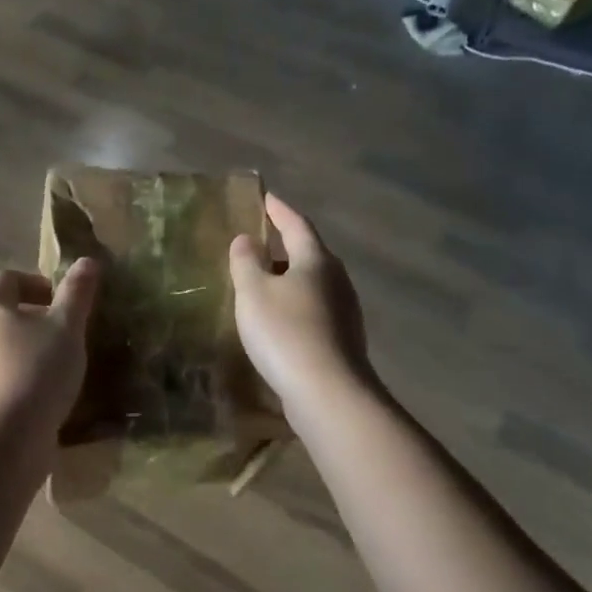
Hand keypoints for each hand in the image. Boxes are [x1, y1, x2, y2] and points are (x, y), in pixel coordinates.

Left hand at [0, 260, 99, 439]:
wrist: (9, 438)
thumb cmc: (38, 370)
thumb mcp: (66, 326)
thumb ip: (77, 292)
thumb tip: (87, 260)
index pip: (7, 278)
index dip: (38, 282)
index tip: (65, 301)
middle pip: (6, 310)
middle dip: (40, 315)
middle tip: (71, 329)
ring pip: (7, 343)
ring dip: (35, 345)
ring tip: (66, 359)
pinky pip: (7, 371)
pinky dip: (28, 371)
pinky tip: (53, 388)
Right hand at [230, 195, 369, 419]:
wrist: (328, 392)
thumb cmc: (285, 333)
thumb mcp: (254, 292)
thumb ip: (246, 262)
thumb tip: (246, 239)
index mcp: (316, 260)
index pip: (297, 225)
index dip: (279, 211)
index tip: (265, 198)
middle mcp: (337, 280)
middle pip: (309, 254)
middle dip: (284, 246)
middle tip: (260, 244)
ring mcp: (344, 311)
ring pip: (313, 284)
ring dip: (289, 279)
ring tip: (264, 283)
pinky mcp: (342, 339)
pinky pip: (314, 310)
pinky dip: (295, 305)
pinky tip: (279, 321)